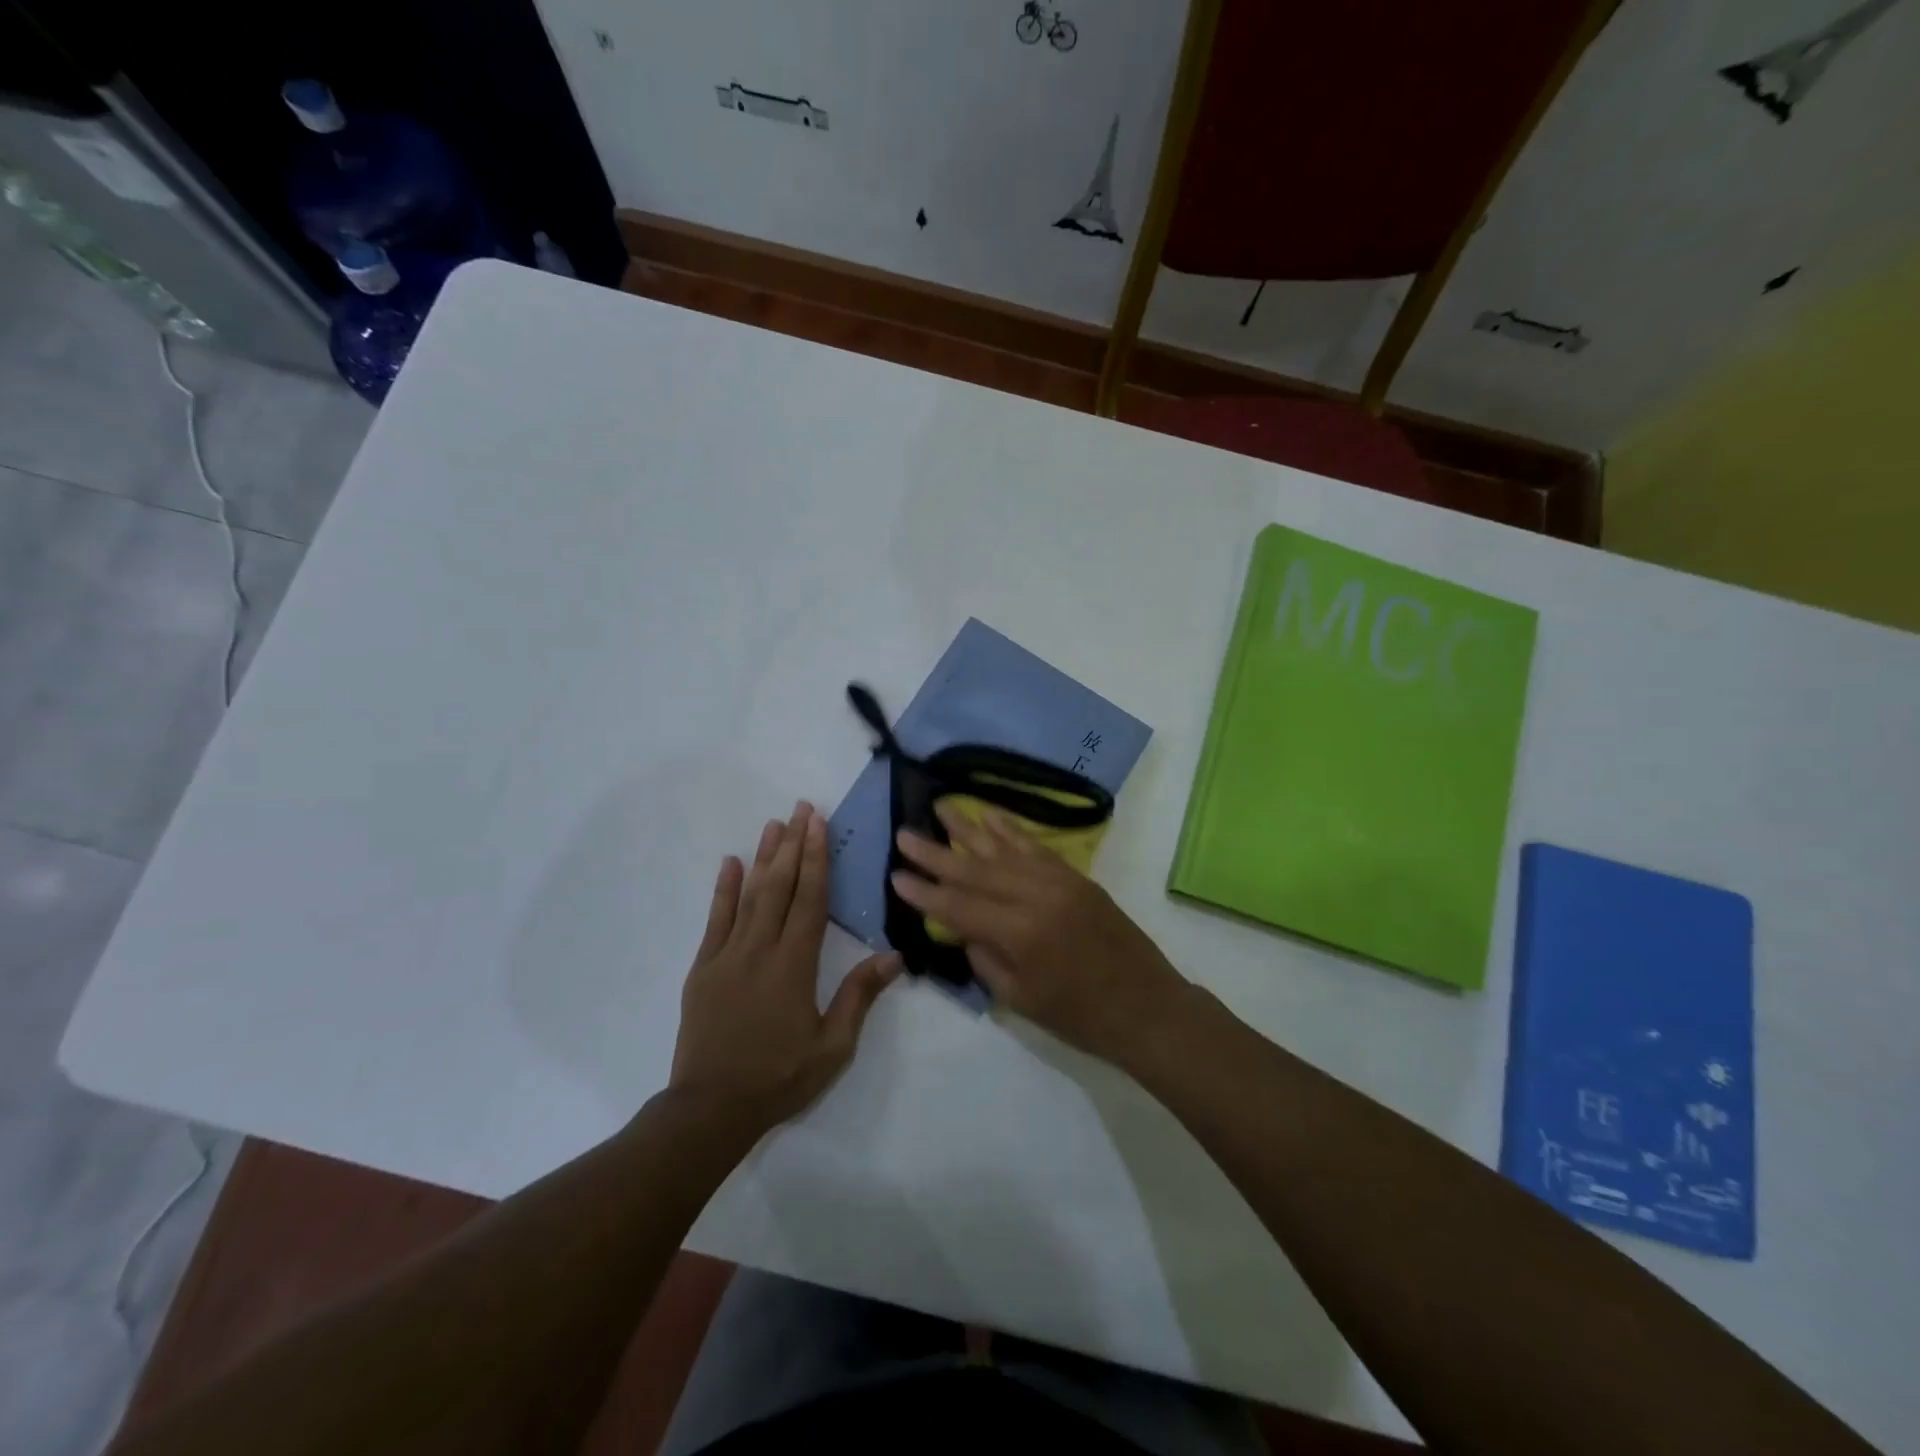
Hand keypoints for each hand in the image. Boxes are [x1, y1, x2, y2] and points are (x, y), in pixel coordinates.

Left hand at [670, 802, 900, 1129]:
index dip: (817, 858)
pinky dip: (724, 890)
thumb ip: (860, 996)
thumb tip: (894, 955)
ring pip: (749, 895)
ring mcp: (727, 956)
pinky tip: (730, 864)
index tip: (819, 824)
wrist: (710, 1108)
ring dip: (764, 857)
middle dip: (793, 844)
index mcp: (795, 964)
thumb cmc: (779, 1077)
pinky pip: (715, 920)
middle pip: (780, 886)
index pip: (810, 899)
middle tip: (801, 808)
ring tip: (773, 824)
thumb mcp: (833, 1046)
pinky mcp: (703, 969)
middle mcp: (760, 949)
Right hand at [891, 803, 1188, 1067]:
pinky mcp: (1076, 877)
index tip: (895, 874)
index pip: (959, 907)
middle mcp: (1037, 897)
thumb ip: (986, 958)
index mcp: (1020, 934)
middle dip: (936, 853)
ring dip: (969, 827)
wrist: (1148, 1007)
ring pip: (1004, 850)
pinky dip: (1011, 830)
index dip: (925, 892)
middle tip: (904, 834)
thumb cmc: (1081, 1017)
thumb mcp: (1021, 999)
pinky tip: (989, 815)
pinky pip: (1036, 847)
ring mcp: (1060, 882)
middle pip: (976, 870)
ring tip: (940, 806)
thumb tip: (962, 927)